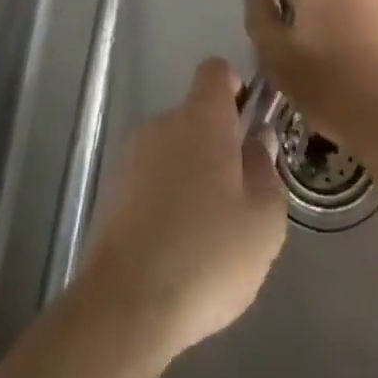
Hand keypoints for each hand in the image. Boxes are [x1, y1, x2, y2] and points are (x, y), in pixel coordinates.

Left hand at [76, 57, 287, 363]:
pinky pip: (148, 183)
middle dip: (216, 145)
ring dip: (188, 175)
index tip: (247, 121)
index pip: (216, 70)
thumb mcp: (264, 219)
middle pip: (195, 116)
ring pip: (171, 151)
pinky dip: (163, 202)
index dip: (235, 87)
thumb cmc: (207, 253)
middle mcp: (163, 122)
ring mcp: (131, 157)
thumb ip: (266, 169)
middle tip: (235, 194)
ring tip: (204, 231)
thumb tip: (258, 140)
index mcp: (203, 116)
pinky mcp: (110, 195)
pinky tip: (173, 250)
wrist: (125, 306)